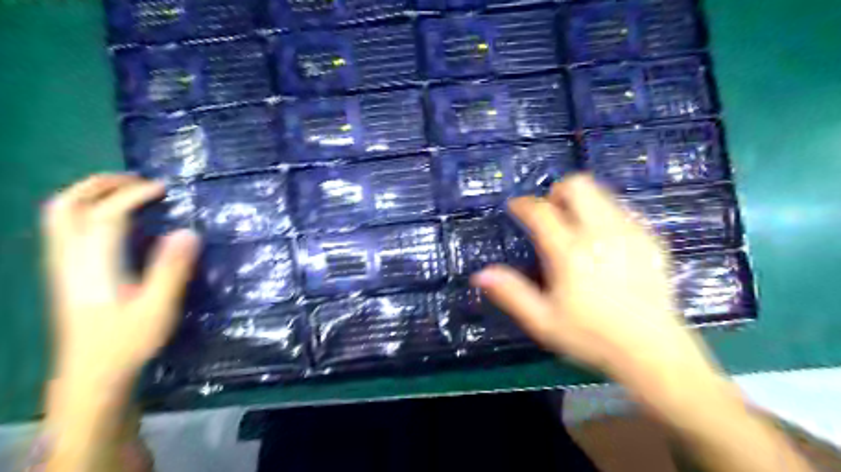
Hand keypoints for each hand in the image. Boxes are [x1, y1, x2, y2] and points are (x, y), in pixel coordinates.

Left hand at [42, 173, 201, 383]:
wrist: (92, 374)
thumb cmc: (128, 342)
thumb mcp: (158, 308)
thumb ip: (172, 269)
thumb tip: (188, 232)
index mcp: (93, 265)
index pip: (105, 215)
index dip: (134, 195)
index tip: (165, 189)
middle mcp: (70, 258)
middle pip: (66, 206)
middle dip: (101, 185)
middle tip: (138, 181)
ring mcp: (63, 265)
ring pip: (59, 215)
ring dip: (90, 194)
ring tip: (127, 192)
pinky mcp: (67, 273)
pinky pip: (66, 228)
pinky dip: (87, 210)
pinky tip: (114, 220)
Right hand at [470, 174, 711, 383]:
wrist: (653, 350)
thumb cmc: (591, 336)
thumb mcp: (543, 321)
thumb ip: (511, 293)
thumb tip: (480, 275)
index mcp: (570, 252)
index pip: (541, 210)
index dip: (523, 204)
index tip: (516, 207)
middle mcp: (601, 232)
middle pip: (578, 185)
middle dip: (557, 192)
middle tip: (549, 215)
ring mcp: (630, 232)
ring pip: (601, 193)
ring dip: (581, 202)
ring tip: (574, 228)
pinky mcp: (650, 238)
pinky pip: (621, 209)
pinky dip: (604, 214)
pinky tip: (602, 242)